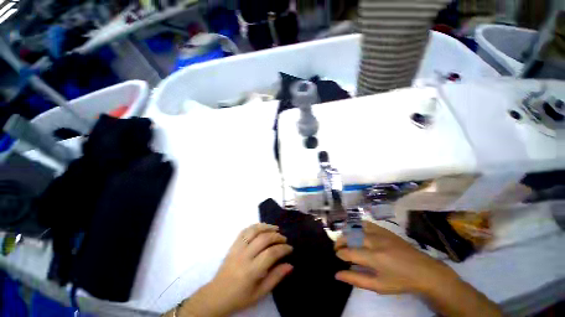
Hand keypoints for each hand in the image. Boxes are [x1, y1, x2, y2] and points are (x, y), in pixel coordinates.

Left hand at [179, 223, 292, 316]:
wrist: (216, 295)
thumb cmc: (239, 297)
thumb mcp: (259, 293)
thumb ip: (275, 278)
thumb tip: (290, 265)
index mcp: (251, 271)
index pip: (271, 253)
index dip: (283, 248)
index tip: (290, 248)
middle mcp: (244, 256)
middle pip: (264, 238)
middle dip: (277, 236)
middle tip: (284, 239)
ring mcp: (237, 248)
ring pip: (254, 230)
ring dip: (267, 227)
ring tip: (276, 229)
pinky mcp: (233, 244)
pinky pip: (245, 230)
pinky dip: (255, 226)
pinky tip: (262, 227)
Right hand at [334, 221, 458, 294]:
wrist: (425, 271)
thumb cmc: (401, 281)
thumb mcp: (378, 286)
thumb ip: (356, 279)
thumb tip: (337, 275)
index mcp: (374, 257)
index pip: (348, 252)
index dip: (340, 253)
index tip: (337, 256)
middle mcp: (374, 241)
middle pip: (349, 236)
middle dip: (340, 241)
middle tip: (338, 248)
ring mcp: (379, 232)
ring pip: (355, 227)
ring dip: (346, 232)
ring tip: (345, 240)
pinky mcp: (384, 229)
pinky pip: (365, 223)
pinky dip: (357, 226)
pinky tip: (356, 232)